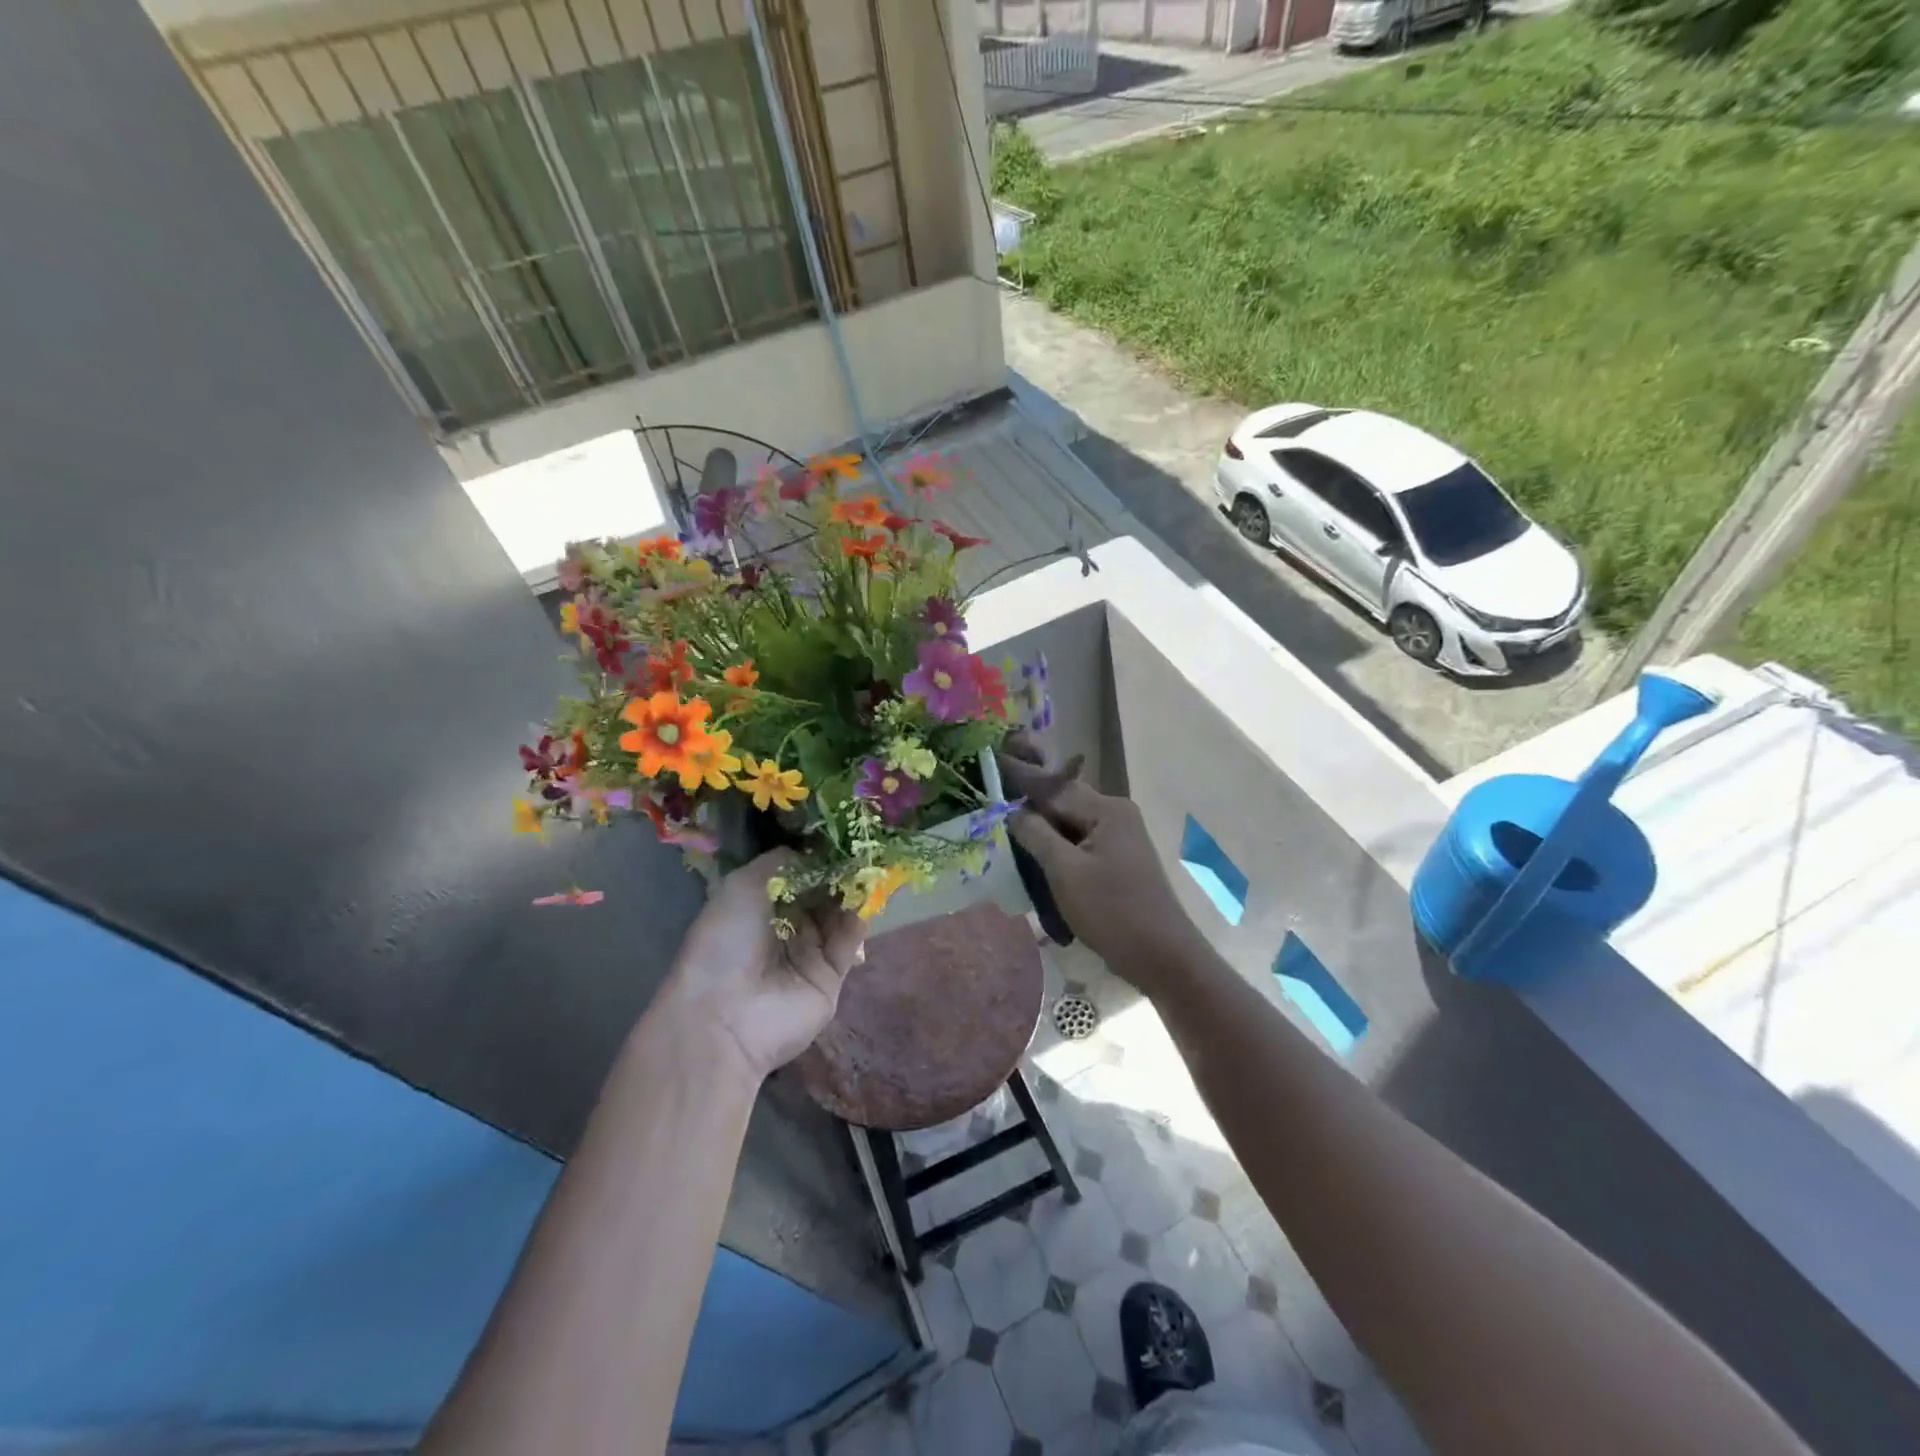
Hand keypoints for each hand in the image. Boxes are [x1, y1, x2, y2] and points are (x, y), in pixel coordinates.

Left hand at [656, 850, 865, 1084]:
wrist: (726, 1015)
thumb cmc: (727, 940)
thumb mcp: (743, 884)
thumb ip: (782, 861)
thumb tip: (815, 851)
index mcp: (759, 904)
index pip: (796, 873)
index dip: (817, 855)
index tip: (841, 833)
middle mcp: (786, 925)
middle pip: (822, 891)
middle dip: (840, 870)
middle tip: (864, 846)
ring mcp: (810, 951)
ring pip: (840, 912)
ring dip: (853, 890)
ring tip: (871, 865)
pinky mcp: (832, 974)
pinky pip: (850, 939)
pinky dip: (860, 918)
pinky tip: (869, 896)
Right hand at [997, 741, 1207, 998]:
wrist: (1162, 957)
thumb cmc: (1112, 911)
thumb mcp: (1065, 871)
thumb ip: (1036, 834)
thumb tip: (1012, 810)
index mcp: (1106, 809)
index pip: (1053, 787)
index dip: (1020, 779)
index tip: (991, 763)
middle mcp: (1115, 814)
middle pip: (1062, 803)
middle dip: (1029, 807)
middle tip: (992, 806)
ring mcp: (1119, 837)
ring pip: (1068, 825)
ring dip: (1041, 832)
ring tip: (1006, 833)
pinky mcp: (1117, 860)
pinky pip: (1079, 844)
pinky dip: (1057, 850)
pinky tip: (1035, 860)